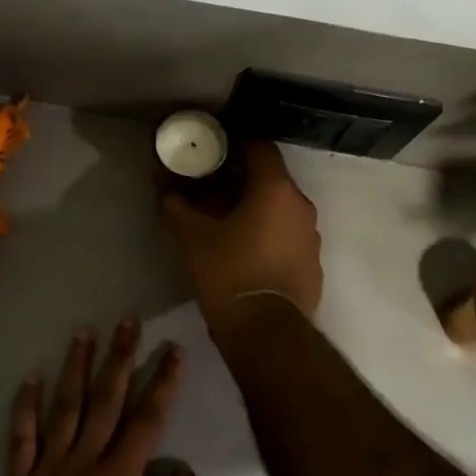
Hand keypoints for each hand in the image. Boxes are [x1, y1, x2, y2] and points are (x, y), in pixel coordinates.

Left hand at [3, 321, 214, 475]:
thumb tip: (193, 474)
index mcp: (121, 474)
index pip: (149, 417)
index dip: (164, 381)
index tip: (173, 350)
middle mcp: (85, 460)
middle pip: (106, 398)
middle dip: (120, 358)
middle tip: (128, 322)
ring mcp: (48, 468)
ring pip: (64, 407)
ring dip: (75, 368)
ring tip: (83, 333)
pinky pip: (22, 438)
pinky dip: (26, 407)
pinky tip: (31, 379)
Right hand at [160, 140, 322, 330]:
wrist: (265, 331)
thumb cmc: (228, 273)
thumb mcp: (192, 238)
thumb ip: (176, 207)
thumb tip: (163, 189)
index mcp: (276, 190)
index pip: (260, 147)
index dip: (235, 144)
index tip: (212, 150)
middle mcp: (301, 206)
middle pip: (269, 180)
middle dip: (239, 181)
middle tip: (209, 190)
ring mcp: (311, 236)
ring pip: (279, 209)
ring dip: (254, 209)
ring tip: (223, 223)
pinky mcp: (312, 263)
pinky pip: (287, 236)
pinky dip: (267, 234)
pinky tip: (244, 251)